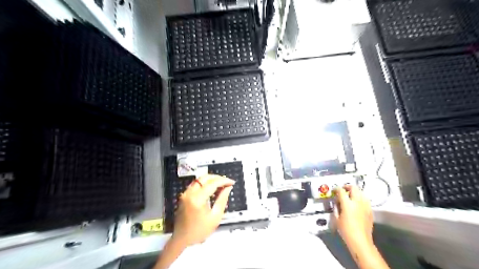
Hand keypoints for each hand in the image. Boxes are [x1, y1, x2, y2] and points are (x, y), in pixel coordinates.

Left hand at [172, 174, 233, 245]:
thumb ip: (222, 200)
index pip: (212, 183)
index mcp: (197, 199)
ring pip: (200, 179)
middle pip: (205, 178)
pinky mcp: (184, 195)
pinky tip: (212, 188)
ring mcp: (185, 194)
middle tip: (226, 182)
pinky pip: (196, 184)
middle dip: (217, 178)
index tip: (231, 182)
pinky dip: (205, 183)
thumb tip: (228, 188)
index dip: (223, 181)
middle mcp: (189, 193)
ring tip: (221, 185)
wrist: (182, 239)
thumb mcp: (215, 217)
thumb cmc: (199, 231)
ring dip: (211, 180)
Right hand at [334, 185, 373, 248]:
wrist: (360, 240)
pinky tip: (358, 203)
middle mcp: (357, 202)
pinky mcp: (370, 211)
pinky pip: (366, 200)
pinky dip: (361, 198)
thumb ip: (336, 208)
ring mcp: (365, 206)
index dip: (337, 189)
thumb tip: (337, 203)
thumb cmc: (346, 230)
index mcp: (347, 204)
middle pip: (354, 188)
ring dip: (355, 192)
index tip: (334, 190)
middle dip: (347, 187)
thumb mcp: (336, 218)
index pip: (341, 190)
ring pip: (361, 192)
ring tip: (351, 196)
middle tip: (343, 190)